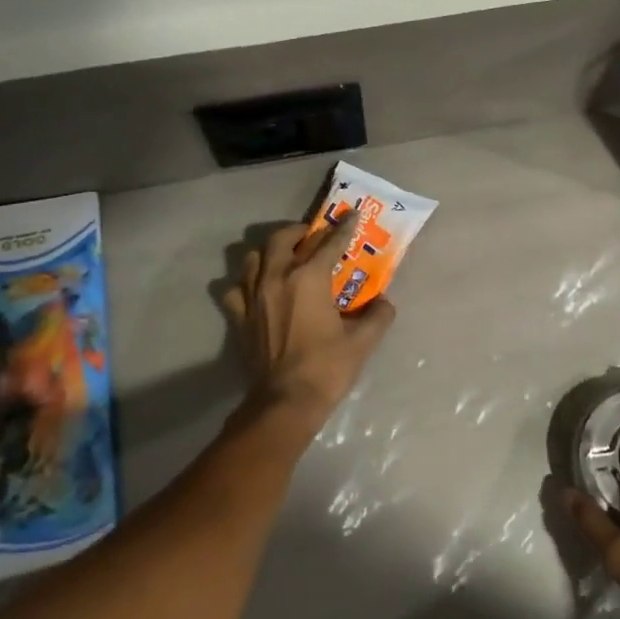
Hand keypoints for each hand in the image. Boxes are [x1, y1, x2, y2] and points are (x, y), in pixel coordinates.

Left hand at [220, 212, 396, 437]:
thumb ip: (378, 315)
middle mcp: (277, 278)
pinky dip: (246, 282)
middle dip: (300, 231)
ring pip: (253, 257)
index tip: (353, 215)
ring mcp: (253, 297)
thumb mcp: (363, 341)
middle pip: (282, 239)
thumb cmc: (327, 368)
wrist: (285, 403)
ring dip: (270, 251)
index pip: (330, 243)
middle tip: (314, 235)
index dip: (344, 227)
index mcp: (309, 278)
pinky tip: (258, 288)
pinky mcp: (240, 317)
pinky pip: (235, 288)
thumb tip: (384, 303)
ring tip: (285, 257)